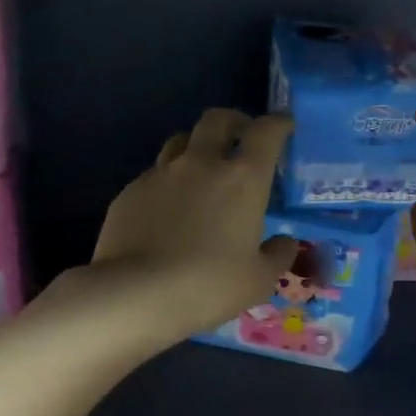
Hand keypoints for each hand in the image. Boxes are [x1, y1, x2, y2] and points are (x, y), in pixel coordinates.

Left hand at [53, 110, 297, 350]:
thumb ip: (278, 255)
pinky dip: (169, 181)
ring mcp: (161, 175)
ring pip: (181, 141)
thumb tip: (284, 242)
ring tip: (203, 168)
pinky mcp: (130, 192)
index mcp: (243, 179)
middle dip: (234, 121)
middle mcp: (202, 165)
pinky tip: (169, 209)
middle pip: (217, 120)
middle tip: (242, 136)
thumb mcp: (259, 279)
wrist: (135, 295)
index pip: (266, 133)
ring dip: (197, 146)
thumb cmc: (209, 285)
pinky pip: (155, 174)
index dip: (278, 123)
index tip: (285, 125)